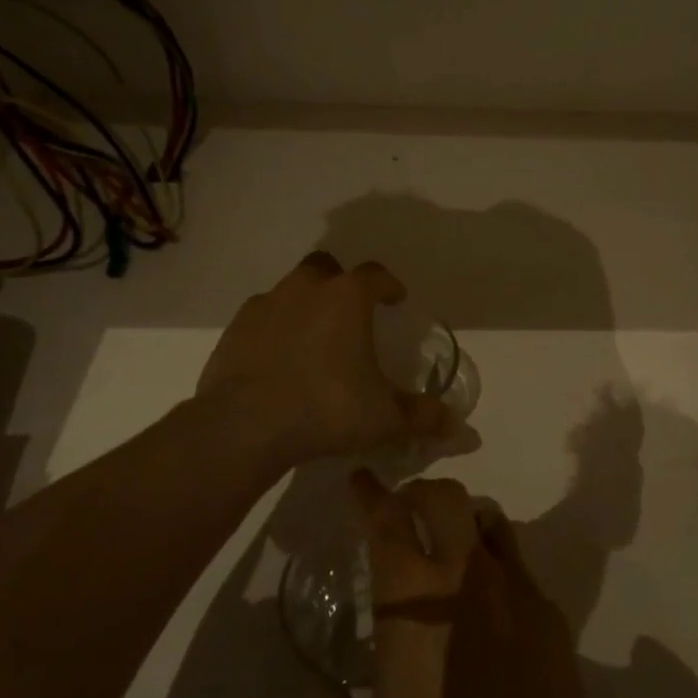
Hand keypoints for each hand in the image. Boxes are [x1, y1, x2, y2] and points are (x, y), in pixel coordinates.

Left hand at [194, 251, 453, 468]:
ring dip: (305, 304)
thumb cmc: (326, 408)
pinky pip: (262, 317)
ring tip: (313, 339)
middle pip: (327, 268)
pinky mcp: (235, 328)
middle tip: (349, 313)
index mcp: (347, 298)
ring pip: (291, 289)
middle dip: (340, 284)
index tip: (396, 298)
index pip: (375, 274)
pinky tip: (278, 358)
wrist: (245, 425)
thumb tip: (462, 429)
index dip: (389, 285)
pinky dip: (274, 329)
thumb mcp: (384, 418)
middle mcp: (306, 289)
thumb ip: (423, 417)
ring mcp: (266, 305)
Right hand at [324, 471, 599, 697]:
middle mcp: (466, 579)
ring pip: (490, 521)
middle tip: (404, 513)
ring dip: (463, 522)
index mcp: (412, 602)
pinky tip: (489, 610)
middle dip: (420, 493)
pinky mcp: (553, 619)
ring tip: (449, 551)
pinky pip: (519, 567)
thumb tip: (320, 692)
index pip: (388, 520)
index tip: (361, 481)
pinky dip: (496, 566)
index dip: (372, 494)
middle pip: (446, 498)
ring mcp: (517, 593)